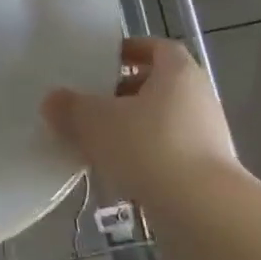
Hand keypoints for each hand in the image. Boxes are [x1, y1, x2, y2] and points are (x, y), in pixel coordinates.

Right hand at [41, 37, 238, 203]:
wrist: (203, 211)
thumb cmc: (149, 146)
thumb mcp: (94, 121)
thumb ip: (70, 106)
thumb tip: (53, 100)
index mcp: (178, 73)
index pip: (158, 48)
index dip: (131, 50)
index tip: (105, 60)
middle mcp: (199, 99)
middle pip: (158, 86)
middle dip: (124, 93)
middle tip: (91, 103)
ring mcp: (207, 137)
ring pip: (161, 122)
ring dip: (131, 128)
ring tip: (96, 141)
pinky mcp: (207, 172)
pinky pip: (167, 153)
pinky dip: (143, 157)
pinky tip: (115, 172)